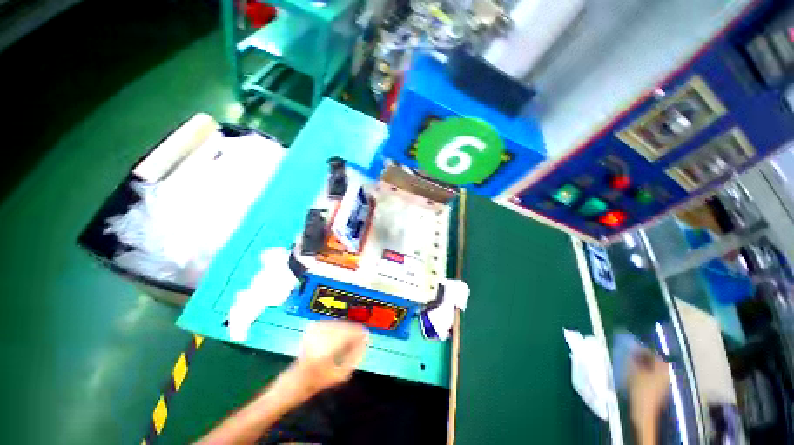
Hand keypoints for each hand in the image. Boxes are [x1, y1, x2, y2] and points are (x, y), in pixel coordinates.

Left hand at [289, 321, 368, 396]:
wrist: (295, 380)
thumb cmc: (319, 382)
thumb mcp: (341, 375)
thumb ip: (355, 357)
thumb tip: (365, 341)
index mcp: (326, 351)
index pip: (348, 334)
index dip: (359, 332)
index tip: (367, 334)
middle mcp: (319, 337)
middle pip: (344, 327)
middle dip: (354, 330)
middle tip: (361, 335)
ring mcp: (315, 331)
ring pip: (338, 323)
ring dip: (347, 328)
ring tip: (352, 336)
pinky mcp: (312, 327)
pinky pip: (332, 323)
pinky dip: (339, 327)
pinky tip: (340, 334)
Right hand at [629, 349, 670, 440]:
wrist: (644, 410)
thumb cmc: (640, 388)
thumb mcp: (634, 371)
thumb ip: (633, 358)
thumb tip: (632, 349)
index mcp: (663, 368)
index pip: (653, 354)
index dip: (642, 349)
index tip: (632, 347)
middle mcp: (666, 374)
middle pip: (655, 362)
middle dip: (643, 357)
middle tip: (631, 355)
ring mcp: (663, 382)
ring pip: (653, 369)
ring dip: (643, 365)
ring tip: (631, 364)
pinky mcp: (659, 389)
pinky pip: (652, 376)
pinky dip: (645, 372)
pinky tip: (636, 374)